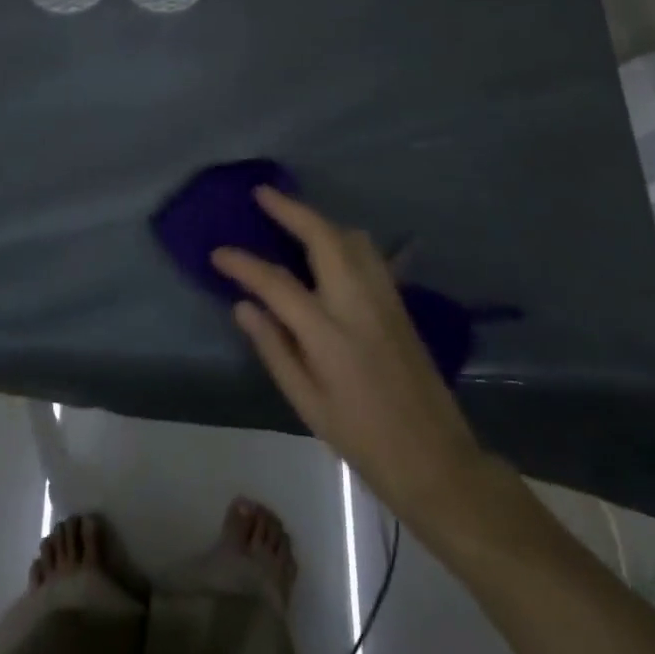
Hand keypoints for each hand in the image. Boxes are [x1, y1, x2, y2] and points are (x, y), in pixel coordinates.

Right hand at [213, 187, 484, 518]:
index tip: (218, 253)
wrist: (436, 459)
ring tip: (293, 218)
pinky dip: (341, 236)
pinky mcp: (399, 300)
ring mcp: (383, 296)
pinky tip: (328, 247)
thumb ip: (274, 348)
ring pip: (350, 236)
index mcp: (328, 334)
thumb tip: (243, 305)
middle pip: (322, 236)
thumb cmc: (363, 439)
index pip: (276, 283)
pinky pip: (367, 252)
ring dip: (319, 220)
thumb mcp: (308, 404)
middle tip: (262, 194)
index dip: (243, 264)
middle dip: (291, 209)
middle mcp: (357, 302)